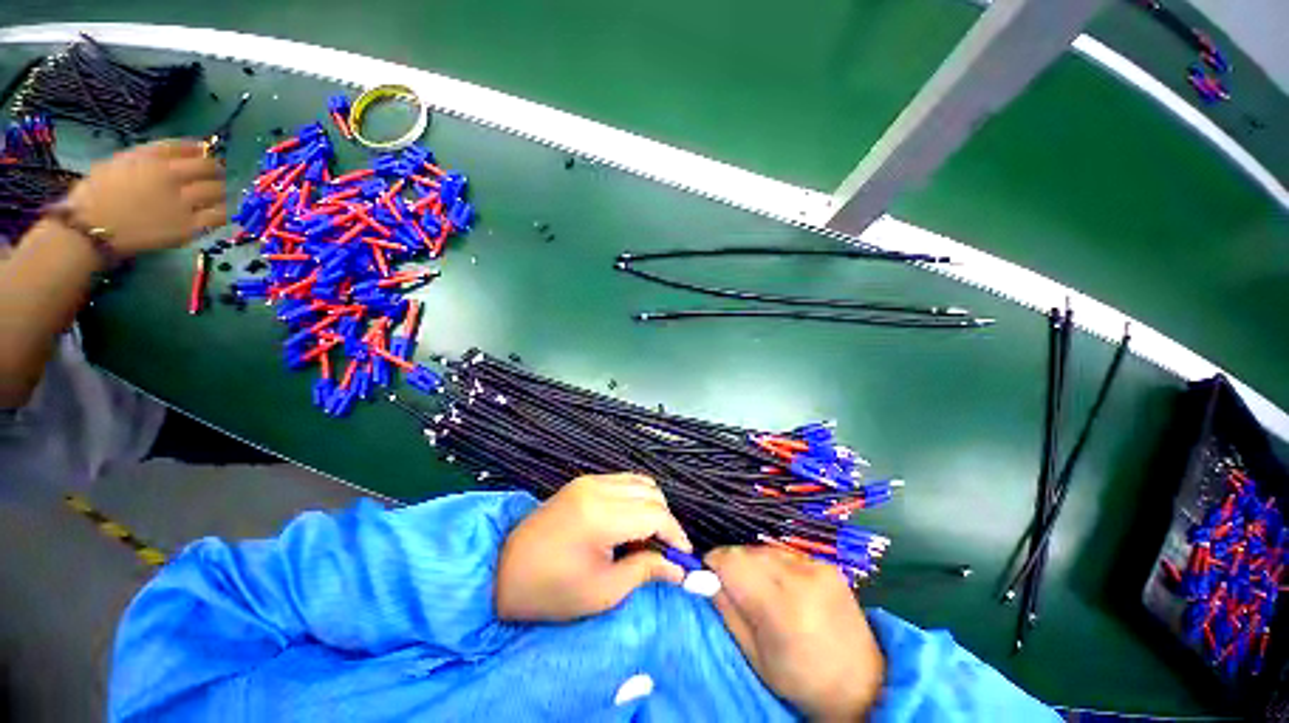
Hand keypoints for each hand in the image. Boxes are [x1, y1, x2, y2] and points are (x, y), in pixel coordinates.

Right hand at [65, 140, 226, 255]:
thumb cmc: (99, 192)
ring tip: (214, 196)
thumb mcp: (123, 159)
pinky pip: (218, 217)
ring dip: (220, 192)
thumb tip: (190, 149)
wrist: (89, 229)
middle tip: (211, 178)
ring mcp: (182, 204)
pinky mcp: (187, 228)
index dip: (203, 152)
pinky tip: (214, 213)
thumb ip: (154, 154)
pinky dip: (221, 212)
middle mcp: (172, 178)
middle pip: (211, 169)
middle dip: (215, 172)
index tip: (204, 157)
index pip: (194, 148)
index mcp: (154, 158)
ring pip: (219, 192)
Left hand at [495, 473, 693, 621]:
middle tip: (664, 551)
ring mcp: (589, 481)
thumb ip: (646, 571)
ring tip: (646, 537)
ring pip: (640, 482)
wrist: (501, 570)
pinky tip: (629, 522)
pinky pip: (623, 481)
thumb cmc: (550, 590)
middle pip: (652, 493)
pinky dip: (636, 498)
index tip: (683, 558)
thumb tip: (679, 569)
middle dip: (666, 522)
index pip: (656, 514)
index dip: (676, 535)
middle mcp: (597, 488)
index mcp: (600, 516)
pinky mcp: (584, 481)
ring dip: (652, 507)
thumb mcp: (603, 592)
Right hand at [705, 546, 884, 721]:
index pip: (732, 561)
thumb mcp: (755, 656)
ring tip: (759, 590)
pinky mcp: (826, 563)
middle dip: (732, 564)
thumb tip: (702, 578)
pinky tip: (783, 587)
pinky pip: (784, 553)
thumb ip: (726, 611)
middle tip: (732, 588)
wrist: (863, 683)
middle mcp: (799, 577)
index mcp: (781, 608)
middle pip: (746, 551)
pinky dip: (774, 564)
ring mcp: (816, 566)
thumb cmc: (801, 680)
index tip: (706, 574)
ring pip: (763, 549)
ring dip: (752, 563)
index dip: (713, 563)